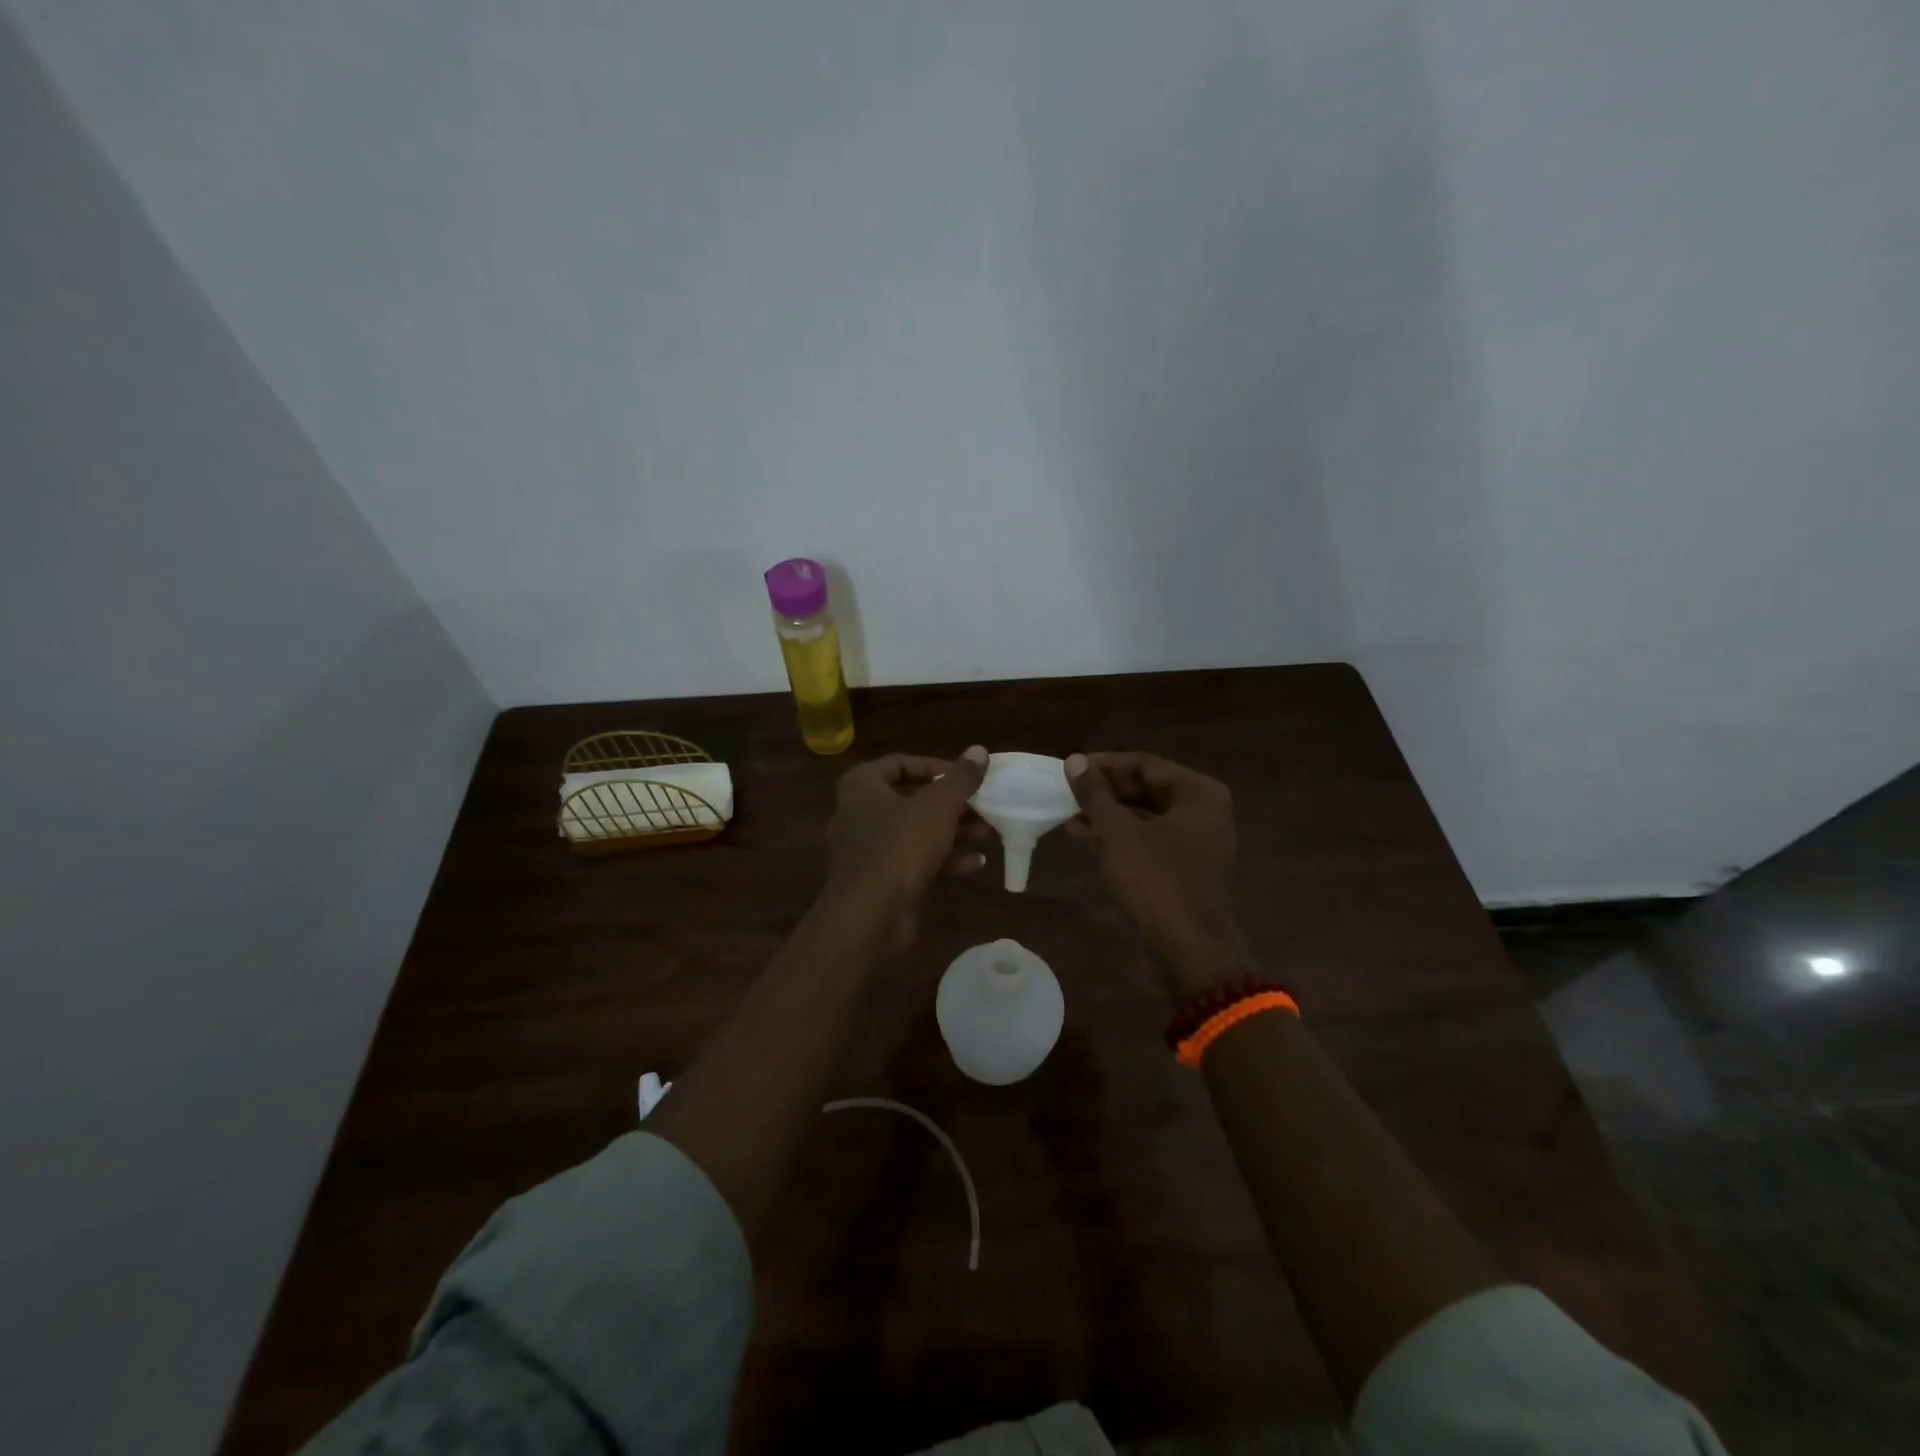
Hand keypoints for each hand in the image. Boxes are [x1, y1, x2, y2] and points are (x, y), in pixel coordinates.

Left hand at [825, 747, 990, 952]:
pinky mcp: (880, 879)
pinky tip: (975, 863)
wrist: (870, 916)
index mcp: (862, 785)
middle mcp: (859, 812)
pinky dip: (943, 859)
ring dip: (953, 832)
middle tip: (984, 808)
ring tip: (987, 835)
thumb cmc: (900, 846)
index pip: (902, 763)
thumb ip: (961, 778)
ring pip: (917, 832)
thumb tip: (979, 750)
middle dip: (953, 805)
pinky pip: (914, 860)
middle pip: (913, 799)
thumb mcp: (938, 806)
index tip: (968, 777)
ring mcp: (868, 849)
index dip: (938, 766)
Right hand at [1066, 751, 1250, 995]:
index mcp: (1198, 793)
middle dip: (1105, 792)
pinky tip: (1086, 838)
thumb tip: (1074, 761)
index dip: (1105, 765)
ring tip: (1068, 816)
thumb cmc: (1156, 880)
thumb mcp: (1118, 832)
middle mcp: (1204, 812)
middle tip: (1068, 793)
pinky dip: (1120, 838)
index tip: (1071, 769)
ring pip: (1145, 817)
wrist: (1189, 949)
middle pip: (1147, 789)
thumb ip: (1095, 794)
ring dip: (1108, 816)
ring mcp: (1197, 843)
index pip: (1145, 764)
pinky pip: (1149, 841)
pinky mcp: (1186, 869)